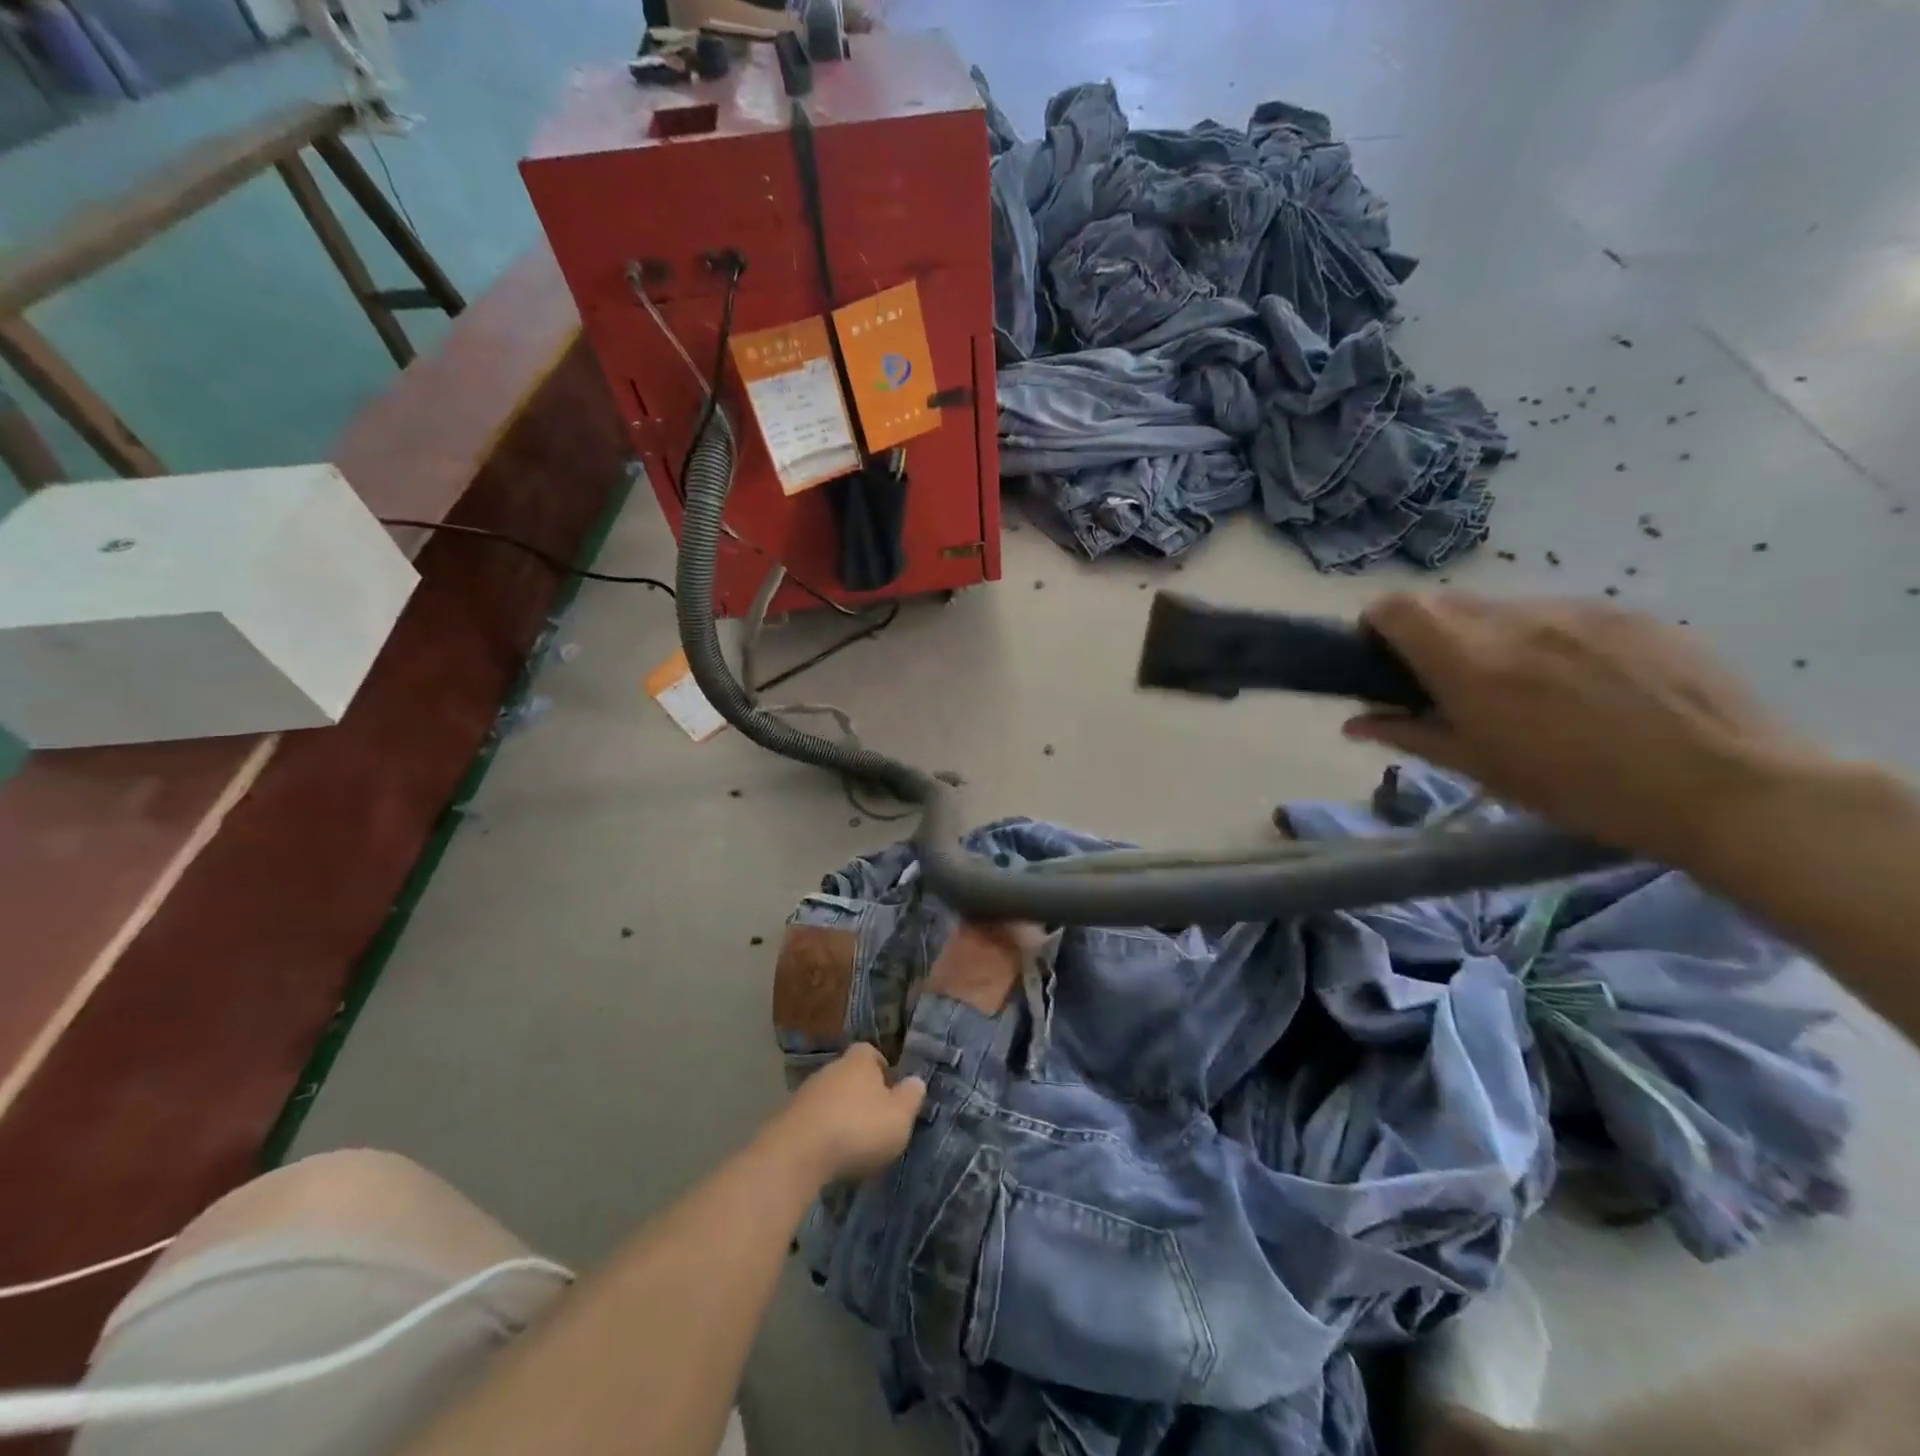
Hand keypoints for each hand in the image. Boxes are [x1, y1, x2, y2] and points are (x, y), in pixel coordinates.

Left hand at [773, 1043, 924, 1183]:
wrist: (797, 1153)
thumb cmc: (857, 1128)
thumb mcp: (899, 1116)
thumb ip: (911, 1097)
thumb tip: (916, 1080)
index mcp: (859, 1061)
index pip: (871, 1053)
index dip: (882, 1069)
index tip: (890, 1090)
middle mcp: (831, 1068)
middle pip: (849, 1075)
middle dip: (861, 1094)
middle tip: (875, 1120)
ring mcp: (806, 1092)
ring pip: (830, 1097)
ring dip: (840, 1114)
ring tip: (853, 1142)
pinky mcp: (787, 1118)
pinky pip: (812, 1120)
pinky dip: (822, 1132)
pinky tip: (829, 1154)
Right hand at [1347, 592, 1813, 866]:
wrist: (1723, 785)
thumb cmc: (1579, 789)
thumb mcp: (1480, 768)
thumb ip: (1408, 733)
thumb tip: (1354, 721)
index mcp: (1469, 662)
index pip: (1396, 607)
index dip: (1378, 625)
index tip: (1384, 660)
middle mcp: (1513, 620)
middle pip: (1444, 602)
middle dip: (1429, 634)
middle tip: (1448, 681)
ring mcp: (1574, 609)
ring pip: (1501, 607)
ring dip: (1487, 636)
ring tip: (1522, 686)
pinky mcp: (1625, 611)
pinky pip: (1557, 613)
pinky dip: (1543, 638)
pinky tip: (1581, 683)